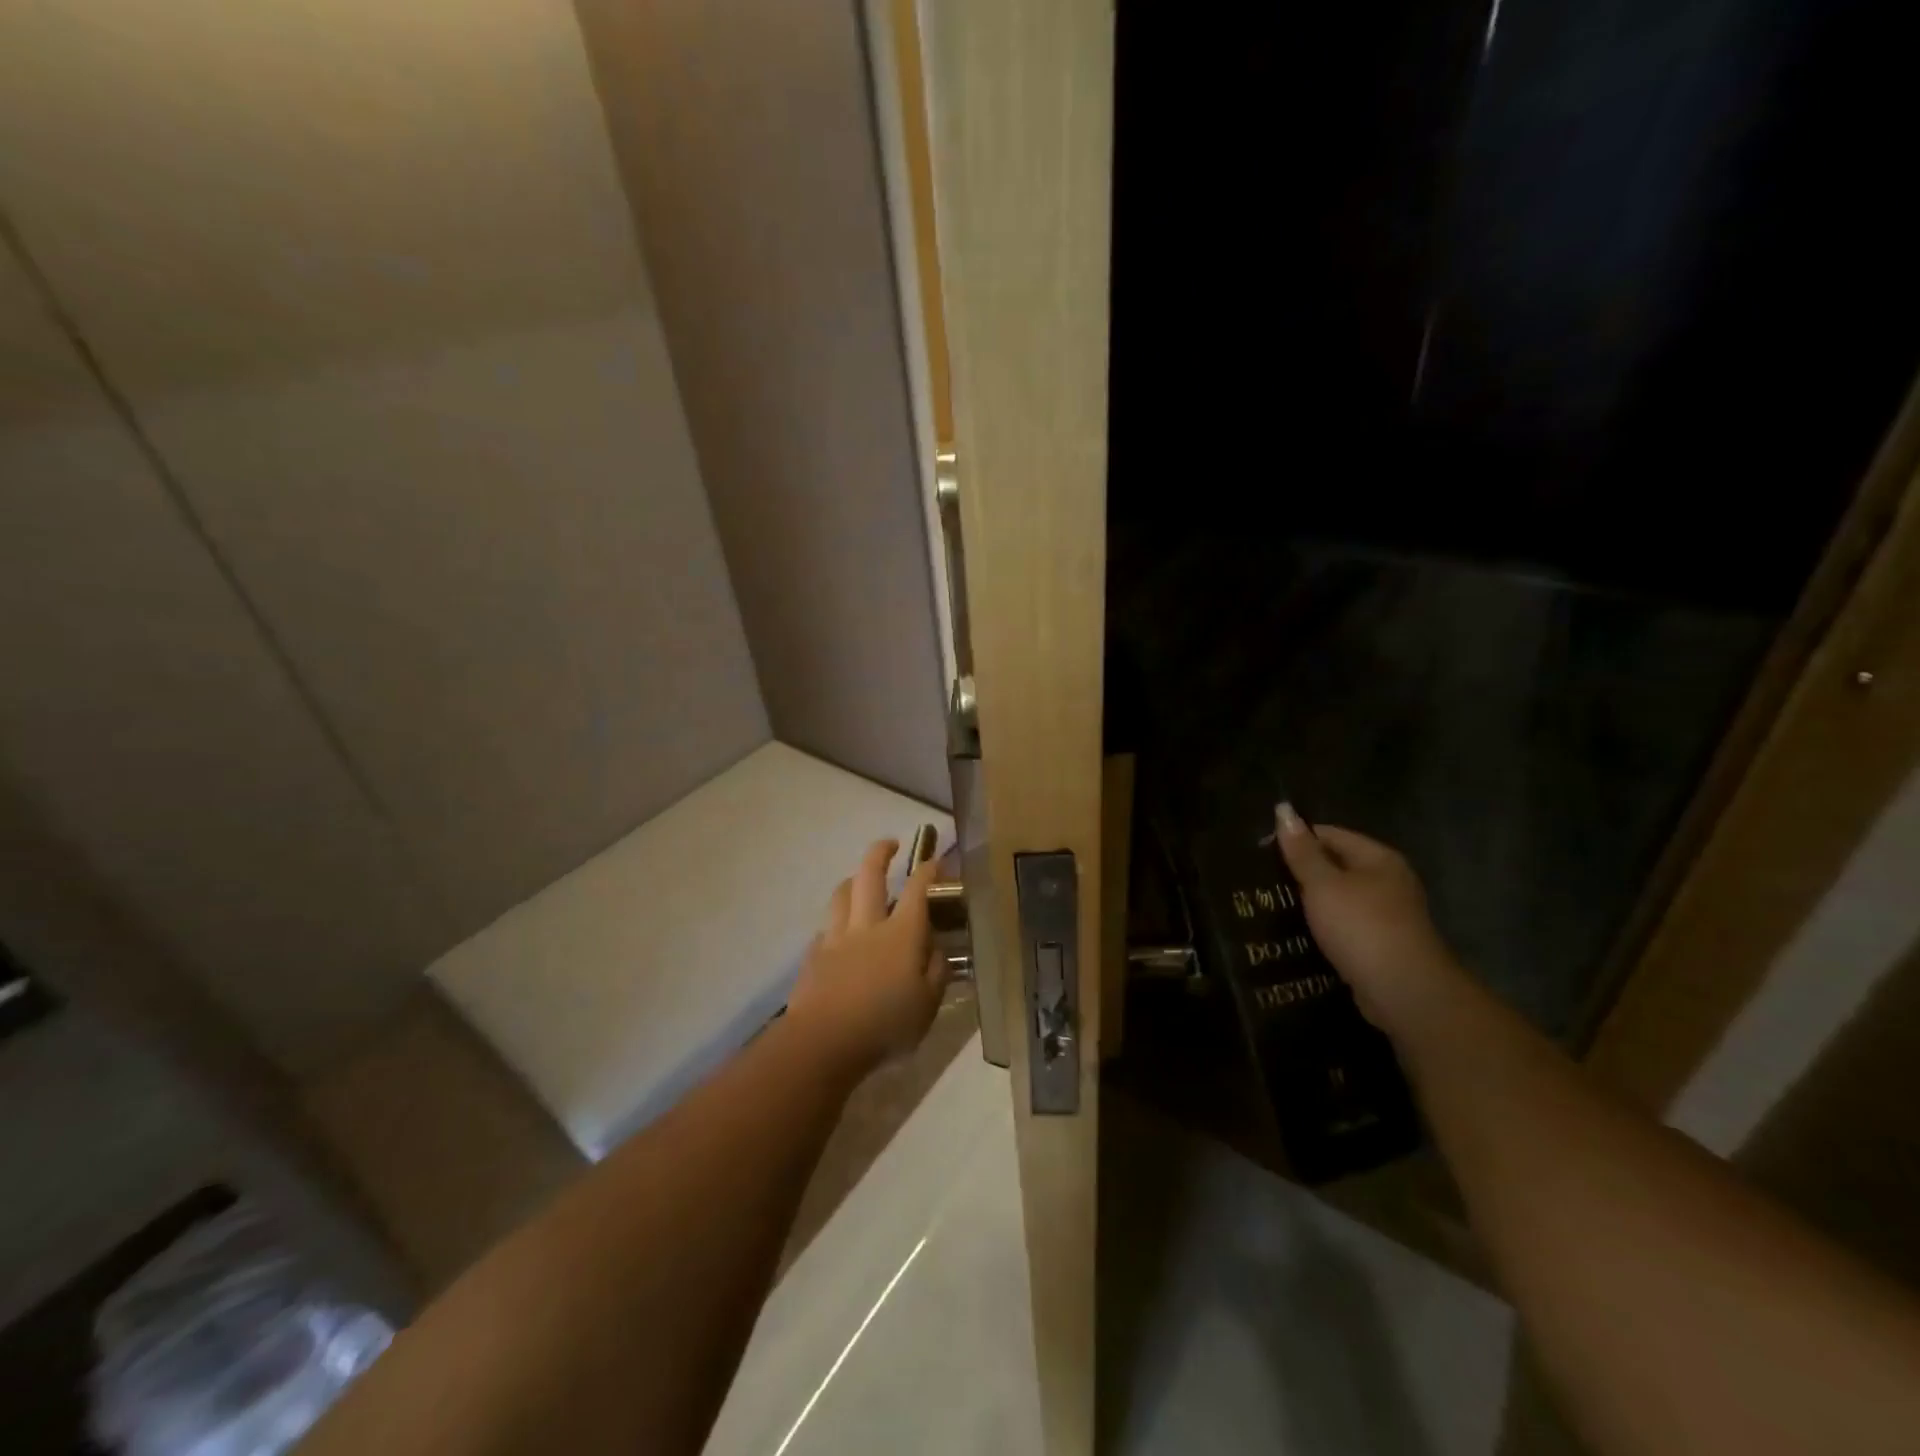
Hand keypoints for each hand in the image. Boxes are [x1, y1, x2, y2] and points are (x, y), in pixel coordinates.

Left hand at [787, 839, 948, 1080]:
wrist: (823, 1041)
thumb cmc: (885, 1025)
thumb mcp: (928, 1005)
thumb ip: (936, 972)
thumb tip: (937, 949)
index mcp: (902, 933)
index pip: (917, 889)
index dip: (928, 870)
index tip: (935, 859)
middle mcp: (868, 925)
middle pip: (871, 875)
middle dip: (881, 852)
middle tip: (890, 844)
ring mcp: (836, 937)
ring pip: (842, 893)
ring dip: (854, 880)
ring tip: (861, 882)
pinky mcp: (814, 954)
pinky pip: (826, 926)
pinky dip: (836, 921)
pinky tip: (840, 933)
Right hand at [1275, 804, 1462, 1034]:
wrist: (1404, 992)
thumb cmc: (1362, 927)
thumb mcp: (1323, 884)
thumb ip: (1301, 850)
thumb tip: (1283, 809)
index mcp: (1378, 859)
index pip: (1330, 834)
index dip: (1295, 839)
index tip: (1260, 852)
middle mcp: (1388, 882)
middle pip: (1336, 866)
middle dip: (1301, 872)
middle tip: (1260, 880)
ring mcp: (1387, 916)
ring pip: (1339, 899)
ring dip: (1311, 903)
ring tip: (1271, 906)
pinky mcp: (1381, 946)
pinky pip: (1344, 926)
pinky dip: (1323, 927)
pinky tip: (1297, 934)